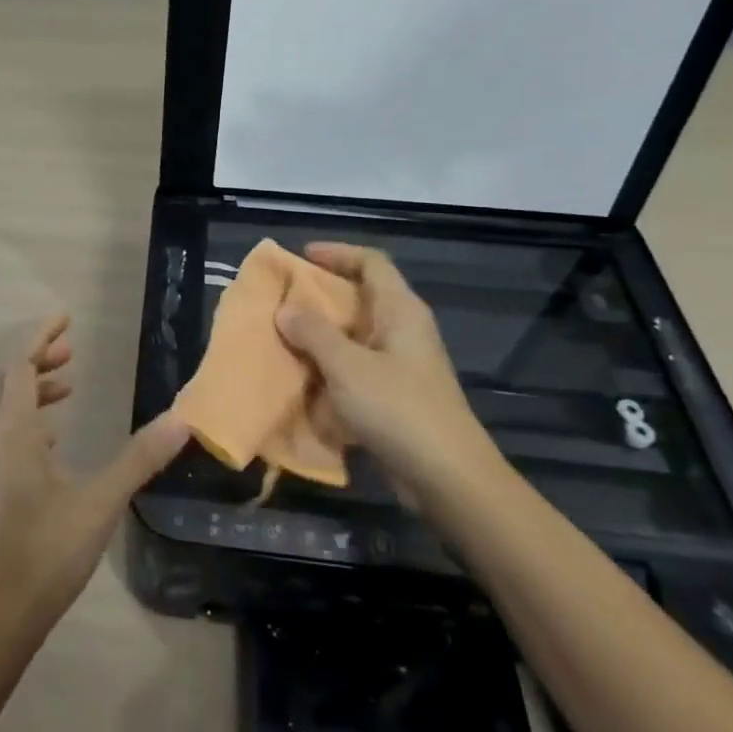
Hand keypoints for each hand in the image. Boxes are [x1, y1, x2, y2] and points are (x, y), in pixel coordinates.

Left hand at [0, 315, 189, 647]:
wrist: (3, 612)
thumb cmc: (48, 549)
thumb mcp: (101, 499)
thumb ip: (139, 457)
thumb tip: (181, 418)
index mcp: (16, 431)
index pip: (20, 365)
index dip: (40, 337)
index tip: (66, 319)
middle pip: (8, 380)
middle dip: (37, 357)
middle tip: (71, 350)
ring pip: (8, 407)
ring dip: (34, 387)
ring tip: (69, 384)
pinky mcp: (2, 487)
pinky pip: (13, 433)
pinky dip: (34, 417)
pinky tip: (58, 437)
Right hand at [276, 243, 506, 502]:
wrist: (448, 478)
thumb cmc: (399, 409)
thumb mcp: (347, 366)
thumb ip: (313, 333)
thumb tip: (285, 309)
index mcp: (400, 310)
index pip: (371, 262)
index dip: (337, 253)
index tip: (301, 257)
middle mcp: (403, 330)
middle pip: (361, 296)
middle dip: (322, 296)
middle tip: (283, 299)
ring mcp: (402, 365)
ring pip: (356, 335)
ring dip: (322, 335)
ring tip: (284, 337)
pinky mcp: (396, 396)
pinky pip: (357, 368)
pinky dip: (331, 368)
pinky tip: (305, 380)